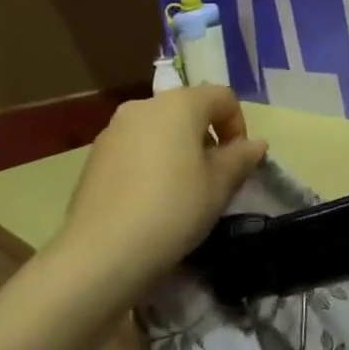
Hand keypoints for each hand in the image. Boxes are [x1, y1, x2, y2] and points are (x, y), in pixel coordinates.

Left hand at [52, 87, 267, 291]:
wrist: (103, 251)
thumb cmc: (175, 207)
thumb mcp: (221, 185)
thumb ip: (241, 158)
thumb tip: (255, 144)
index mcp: (180, 103)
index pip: (222, 97)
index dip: (238, 125)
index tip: (239, 161)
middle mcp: (144, 105)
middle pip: (187, 110)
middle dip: (206, 137)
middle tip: (213, 176)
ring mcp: (113, 130)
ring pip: (159, 129)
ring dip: (178, 149)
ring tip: (182, 189)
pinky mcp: (93, 157)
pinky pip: (134, 148)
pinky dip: (150, 162)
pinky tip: (150, 199)